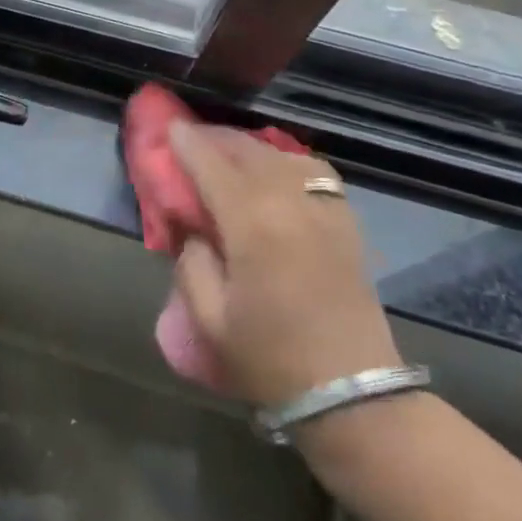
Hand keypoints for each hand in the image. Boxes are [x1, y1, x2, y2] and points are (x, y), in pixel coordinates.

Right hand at [168, 123, 399, 409]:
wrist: (352, 393)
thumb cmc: (270, 358)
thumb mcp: (210, 318)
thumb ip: (192, 263)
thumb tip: (193, 230)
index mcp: (253, 224)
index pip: (212, 166)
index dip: (187, 143)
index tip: (169, 127)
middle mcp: (290, 203)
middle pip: (248, 152)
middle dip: (216, 138)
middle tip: (191, 137)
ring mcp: (325, 209)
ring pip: (282, 156)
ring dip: (250, 147)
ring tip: (228, 152)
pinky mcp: (346, 222)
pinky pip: (314, 172)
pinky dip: (287, 161)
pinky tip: (275, 170)